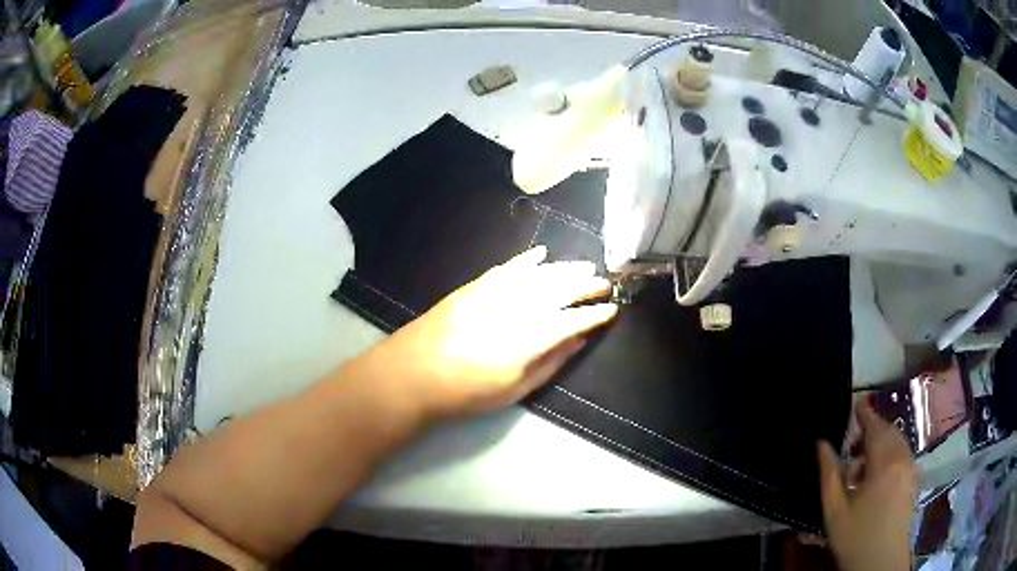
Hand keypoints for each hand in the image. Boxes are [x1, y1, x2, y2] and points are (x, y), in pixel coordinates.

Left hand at [352, 246, 617, 419]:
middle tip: (604, 283)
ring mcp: (495, 291)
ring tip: (584, 268)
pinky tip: (542, 255)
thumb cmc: (466, 392)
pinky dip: (528, 260)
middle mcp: (517, 307)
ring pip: (539, 274)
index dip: (595, 314)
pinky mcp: (476, 286)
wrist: (414, 373)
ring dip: (564, 269)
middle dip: (586, 285)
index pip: (573, 320)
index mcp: (530, 337)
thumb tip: (578, 340)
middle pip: (560, 290)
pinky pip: (509, 267)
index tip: (612, 310)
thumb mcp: (515, 389)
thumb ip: (551, 362)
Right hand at [817, 401, 916, 570]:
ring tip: (860, 464)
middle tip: (851, 444)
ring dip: (881, 442)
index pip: (875, 427)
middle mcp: (902, 458)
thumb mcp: (834, 510)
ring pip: (898, 442)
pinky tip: (875, 476)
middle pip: (889, 431)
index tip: (855, 403)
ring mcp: (911, 469)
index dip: (865, 413)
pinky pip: (903, 454)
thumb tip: (821, 443)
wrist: (881, 562)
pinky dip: (890, 453)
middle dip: (872, 429)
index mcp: (884, 462)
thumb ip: (829, 473)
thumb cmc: (855, 537)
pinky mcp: (913, 480)